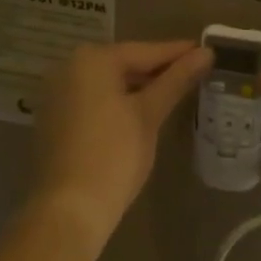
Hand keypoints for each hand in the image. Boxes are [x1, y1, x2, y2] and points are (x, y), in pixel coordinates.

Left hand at [31, 40, 211, 249]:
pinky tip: (141, 112)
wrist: (69, 209)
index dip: (178, 53)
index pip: (144, 51)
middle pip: (124, 64)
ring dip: (138, 87)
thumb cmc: (114, 155)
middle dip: (158, 70)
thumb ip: (176, 80)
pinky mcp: (54, 119)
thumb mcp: (149, 114)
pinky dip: (117, 102)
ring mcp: (56, 94)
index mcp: (91, 60)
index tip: (207, 52)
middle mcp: (67, 68)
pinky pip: (93, 100)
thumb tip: (206, 53)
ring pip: (108, 83)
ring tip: (175, 91)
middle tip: (195, 73)